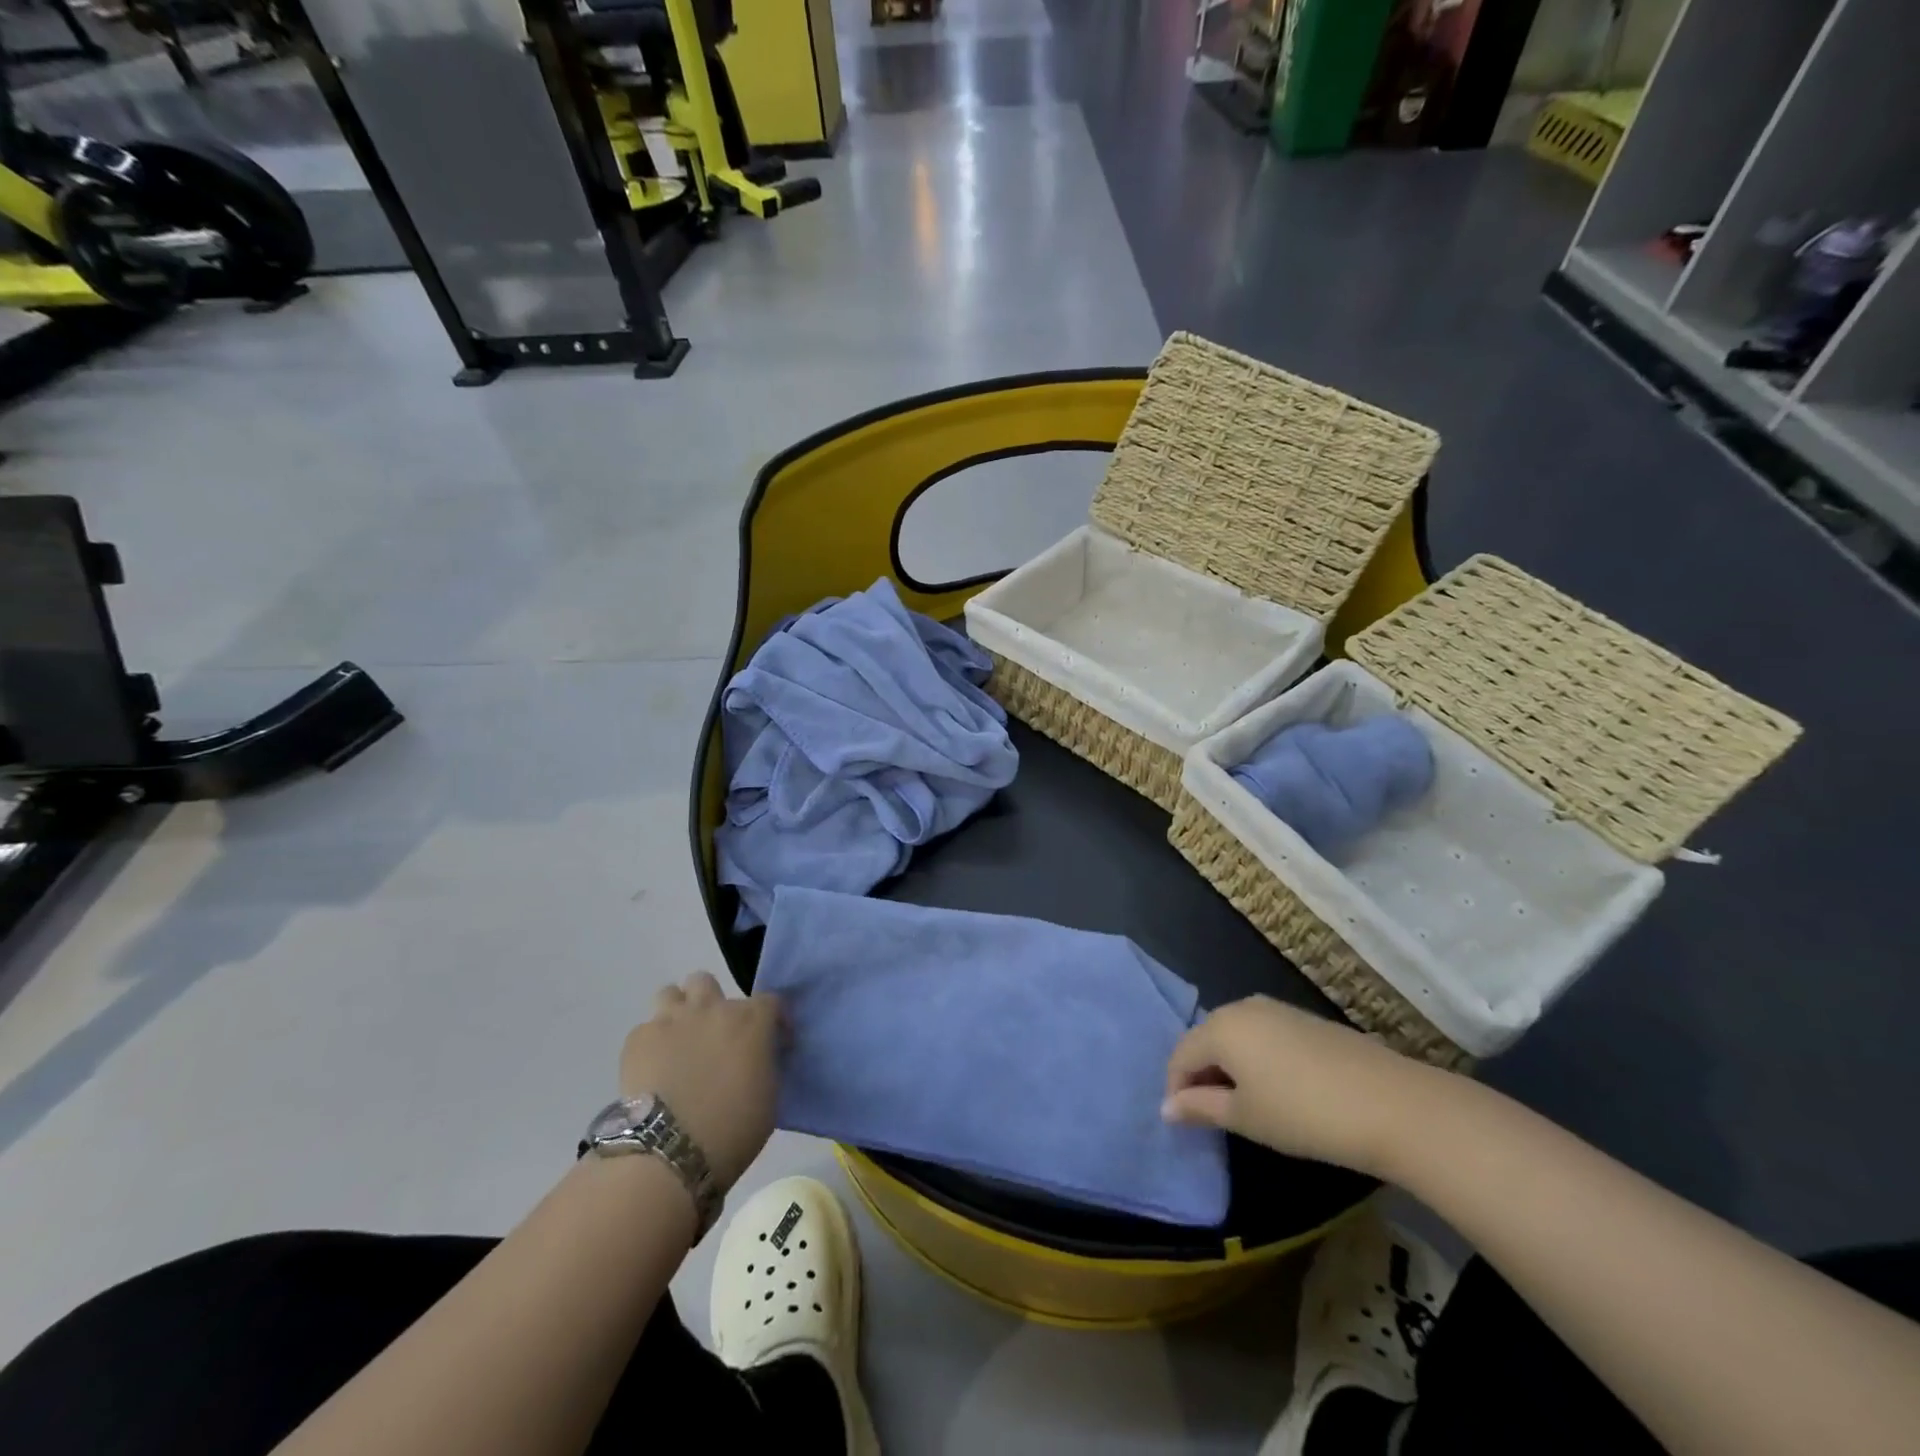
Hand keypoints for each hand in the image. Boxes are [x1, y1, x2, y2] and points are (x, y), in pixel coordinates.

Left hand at [620, 973, 782, 1191]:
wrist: (668, 1151)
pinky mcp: (638, 1039)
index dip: (772, 1020)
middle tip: (712, 1035)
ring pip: (671, 993)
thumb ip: (767, 1062)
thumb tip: (760, 1055)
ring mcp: (671, 1020)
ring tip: (678, 1042)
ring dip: (677, 1012)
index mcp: (751, 1021)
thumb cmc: (732, 1129)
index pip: (769, 1001)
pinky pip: (646, 1029)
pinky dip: (652, 1044)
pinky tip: (653, 1070)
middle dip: (710, 1002)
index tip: (770, 1042)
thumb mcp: (770, 1095)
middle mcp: (712, 1008)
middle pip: (707, 982)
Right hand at [1163, 996, 1453, 1179]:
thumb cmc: (1303, 1114)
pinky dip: (1257, 1059)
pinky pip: (1264, 1035)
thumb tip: (1166, 1107)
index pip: (1181, 1055)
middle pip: (1206, 1039)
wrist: (1390, 1104)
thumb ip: (1200, 1107)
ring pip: (1236, 1036)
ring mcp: (1277, 1009)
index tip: (1183, 1121)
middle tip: (1210, 1113)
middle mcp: (1242, 1007)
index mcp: (1220, 1027)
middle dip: (1201, 1073)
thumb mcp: (1245, 1117)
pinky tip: (1277, 1089)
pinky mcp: (1306, 1019)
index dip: (1176, 1089)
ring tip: (1243, 1104)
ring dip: (1230, 1066)